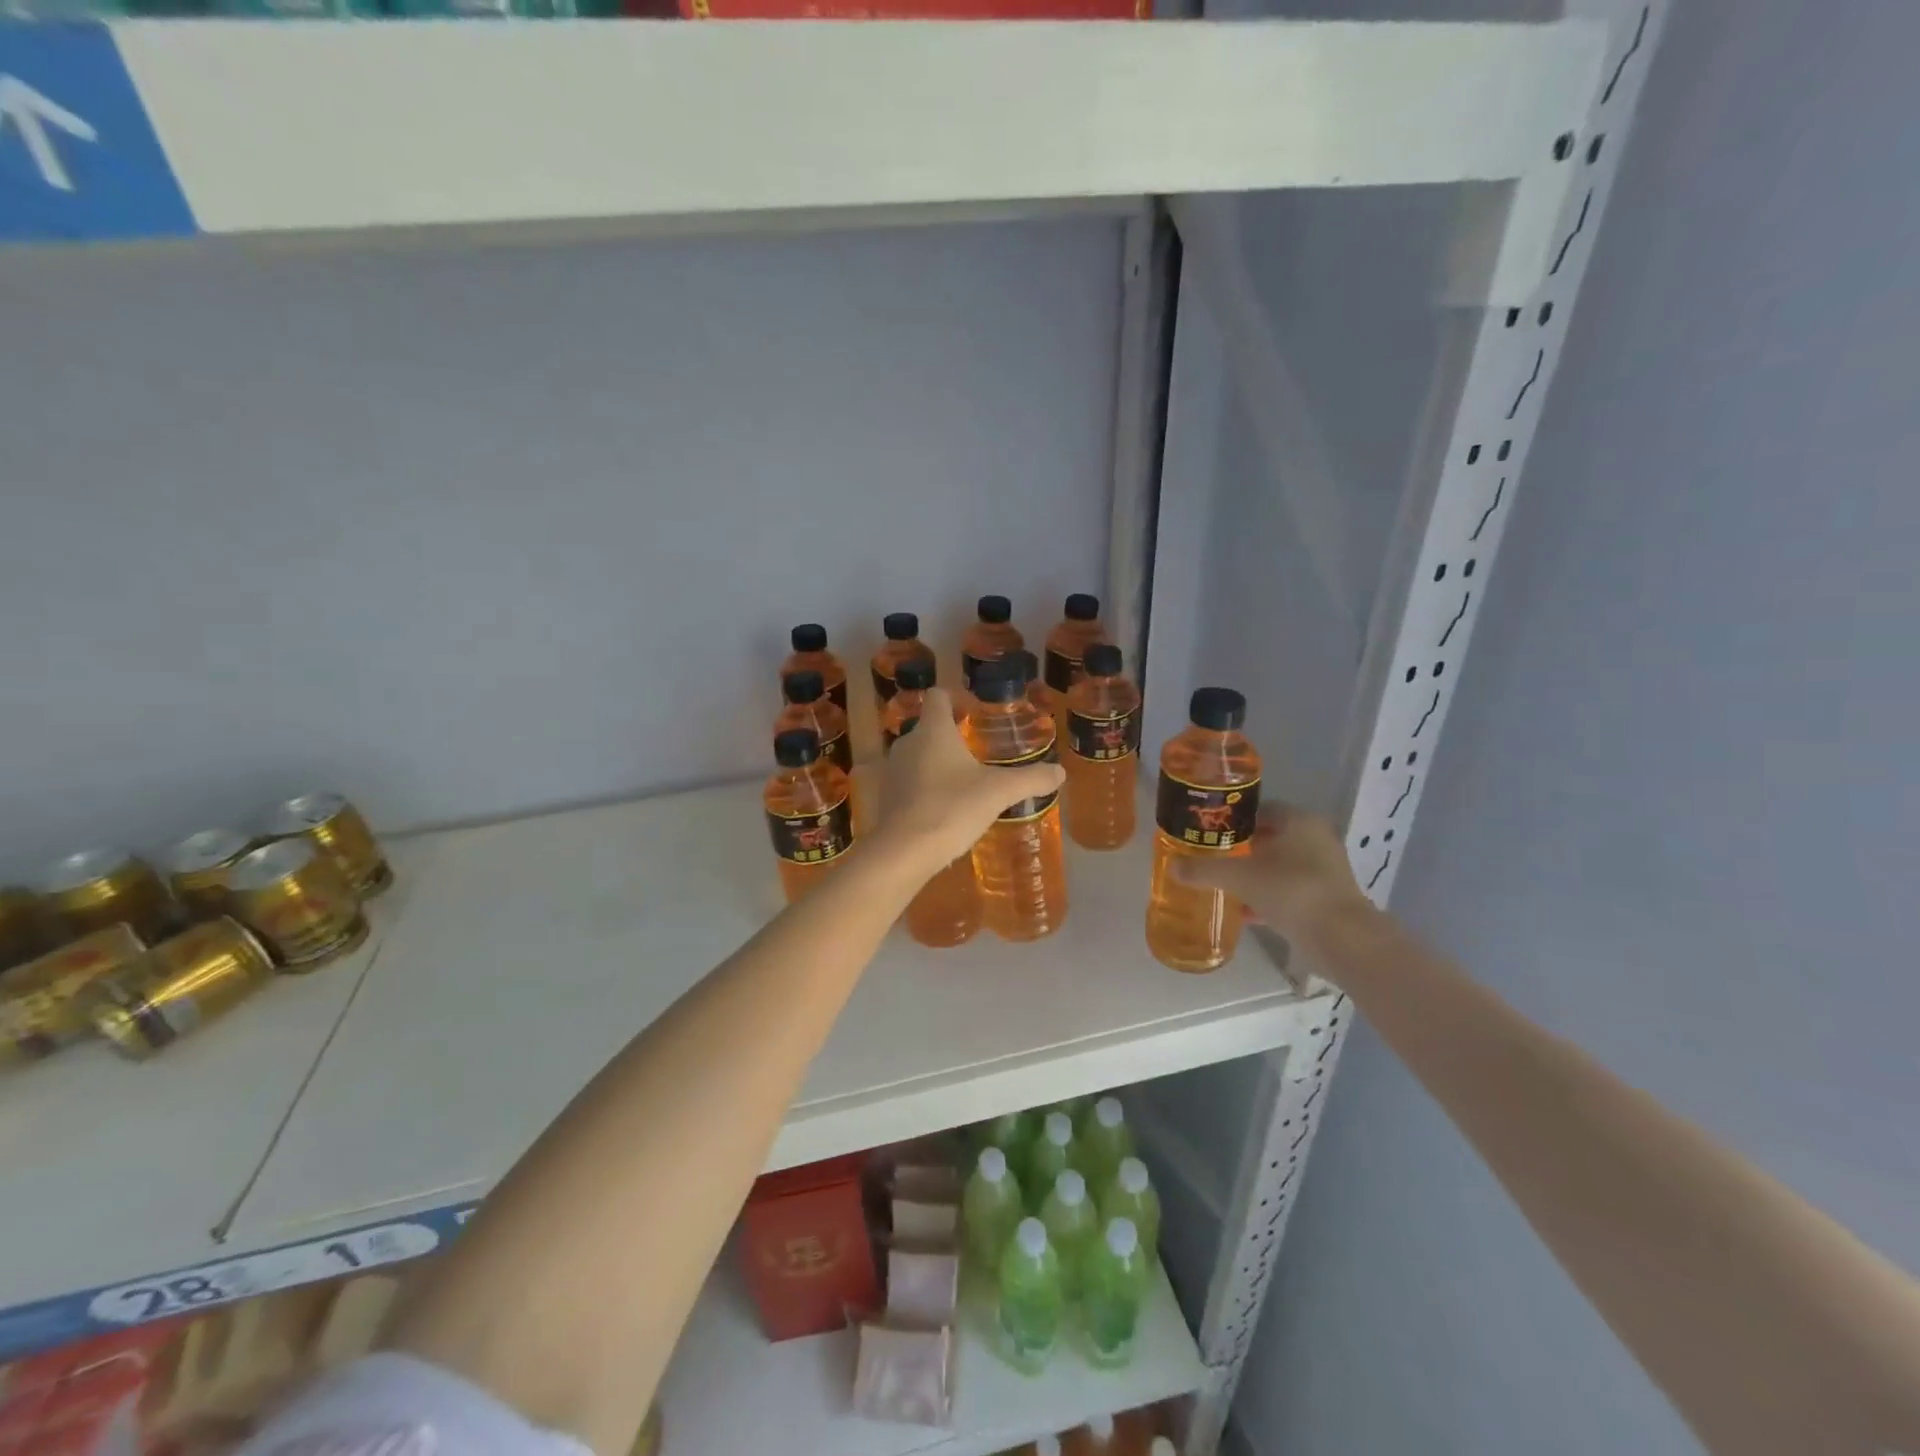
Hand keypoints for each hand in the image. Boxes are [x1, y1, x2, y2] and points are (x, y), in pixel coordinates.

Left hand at [875, 688, 1064, 872]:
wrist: (903, 852)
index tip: (975, 713)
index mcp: (932, 730)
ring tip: (965, 781)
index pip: (938, 696)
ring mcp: (893, 771)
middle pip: (929, 727)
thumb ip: (1030, 779)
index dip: (956, 698)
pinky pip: (910, 781)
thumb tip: (1060, 772)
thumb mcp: (998, 792)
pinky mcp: (886, 797)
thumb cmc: (951, 808)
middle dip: (952, 735)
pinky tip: (946, 807)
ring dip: (939, 762)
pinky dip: (927, 787)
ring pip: (918, 755)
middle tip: (978, 751)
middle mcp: (907, 743)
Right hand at [1173, 805, 1371, 946]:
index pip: (1259, 810)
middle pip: (1269, 838)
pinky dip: (1268, 898)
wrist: (1341, 938)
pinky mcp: (1327, 899)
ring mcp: (1325, 870)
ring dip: (1254, 875)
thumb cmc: (1290, 890)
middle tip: (1211, 859)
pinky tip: (1245, 912)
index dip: (1231, 820)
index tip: (1208, 833)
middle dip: (1241, 849)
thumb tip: (1172, 866)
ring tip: (1223, 886)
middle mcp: (1316, 838)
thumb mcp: (1239, 877)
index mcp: (1299, 821)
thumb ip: (1204, 870)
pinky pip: (1289, 891)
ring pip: (1279, 866)